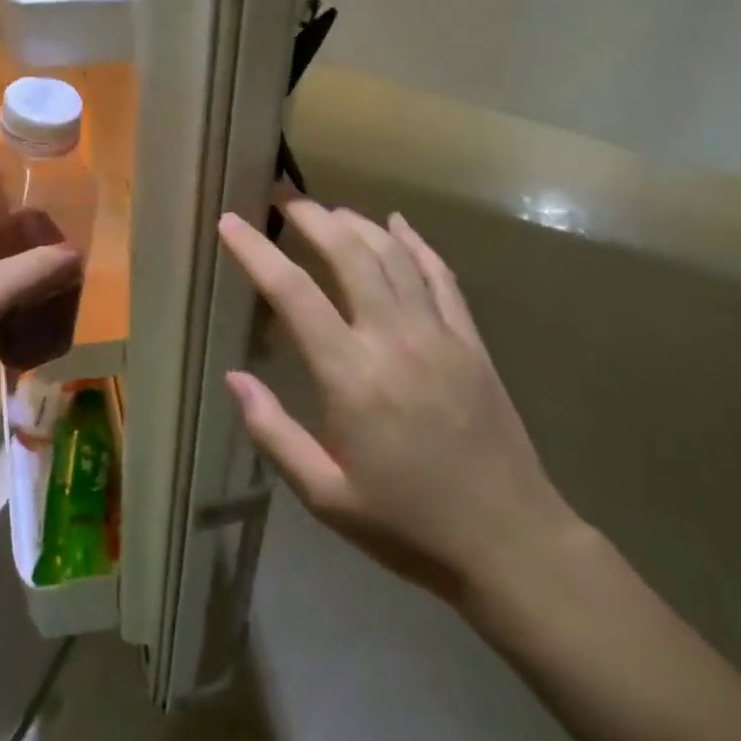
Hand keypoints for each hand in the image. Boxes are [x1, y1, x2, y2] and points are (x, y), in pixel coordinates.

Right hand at [218, 200, 581, 604]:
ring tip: (325, 209)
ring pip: (393, 254)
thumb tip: (233, 378)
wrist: (511, 544)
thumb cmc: (407, 525)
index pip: (292, 293)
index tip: (230, 222)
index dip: (255, 251)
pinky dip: (416, 243)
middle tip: (280, 196)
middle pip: (347, 253)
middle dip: (309, 216)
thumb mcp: (325, 496)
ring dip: (355, 222)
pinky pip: (440, 275)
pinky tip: (397, 224)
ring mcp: (438, 334)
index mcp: (351, 377)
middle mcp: (393, 339)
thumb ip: (274, 433)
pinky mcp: (470, 340)